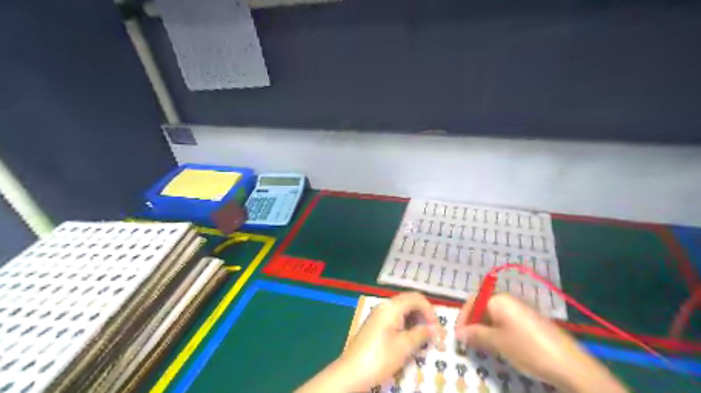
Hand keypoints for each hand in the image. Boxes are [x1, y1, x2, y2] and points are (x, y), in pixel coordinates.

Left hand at [294, 293, 436, 391]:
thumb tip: (435, 328)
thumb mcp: (404, 347)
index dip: (430, 311)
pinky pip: (394, 317)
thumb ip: (421, 334)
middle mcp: (384, 306)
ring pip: (402, 309)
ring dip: (415, 319)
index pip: (416, 298)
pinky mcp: (375, 324)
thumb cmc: (380, 357)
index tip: (437, 329)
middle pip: (409, 301)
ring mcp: (378, 314)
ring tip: (423, 337)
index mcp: (392, 307)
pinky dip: (405, 323)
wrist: (352, 372)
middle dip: (423, 314)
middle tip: (432, 332)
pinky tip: (409, 338)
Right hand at [455, 293, 629, 390]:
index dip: (463, 317)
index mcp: (499, 299)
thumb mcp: (497, 342)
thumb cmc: (528, 349)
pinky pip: (507, 321)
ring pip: (495, 315)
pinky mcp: (531, 321)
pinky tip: (500, 345)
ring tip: (481, 344)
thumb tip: (459, 333)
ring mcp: (522, 310)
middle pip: (483, 306)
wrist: (570, 364)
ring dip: (484, 327)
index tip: (458, 335)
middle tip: (468, 340)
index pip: (473, 301)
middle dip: (473, 322)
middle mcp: (510, 300)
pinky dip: (498, 330)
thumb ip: (476, 335)